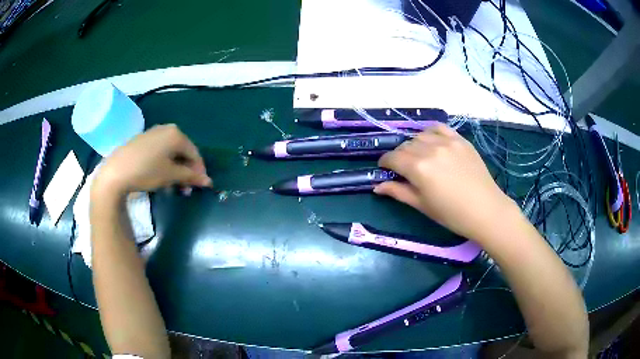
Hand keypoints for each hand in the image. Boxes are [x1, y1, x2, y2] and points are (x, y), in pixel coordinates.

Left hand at [92, 124, 211, 198]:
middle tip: (185, 188)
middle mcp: (167, 129)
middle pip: (183, 151)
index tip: (200, 187)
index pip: (195, 153)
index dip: (199, 171)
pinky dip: (164, 163)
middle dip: (186, 171)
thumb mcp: (170, 176)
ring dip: (175, 169)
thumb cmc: (146, 172)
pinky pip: (160, 150)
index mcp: (176, 134)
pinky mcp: (142, 139)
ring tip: (172, 185)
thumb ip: (191, 177)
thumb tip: (208, 181)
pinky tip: (159, 175)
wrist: (116, 171)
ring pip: (171, 152)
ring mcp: (153, 133)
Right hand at [375, 124, 519, 242]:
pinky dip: (431, 133)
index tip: (384, 168)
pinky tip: (432, 142)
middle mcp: (430, 149)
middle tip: (403, 168)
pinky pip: (439, 128)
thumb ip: (398, 192)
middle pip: (406, 146)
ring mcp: (447, 142)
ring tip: (419, 156)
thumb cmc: (451, 214)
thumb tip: (377, 186)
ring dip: (414, 144)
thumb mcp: (422, 205)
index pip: (393, 158)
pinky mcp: (460, 140)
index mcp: (418, 168)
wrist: (485, 210)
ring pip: (421, 135)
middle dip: (399, 156)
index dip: (385, 162)